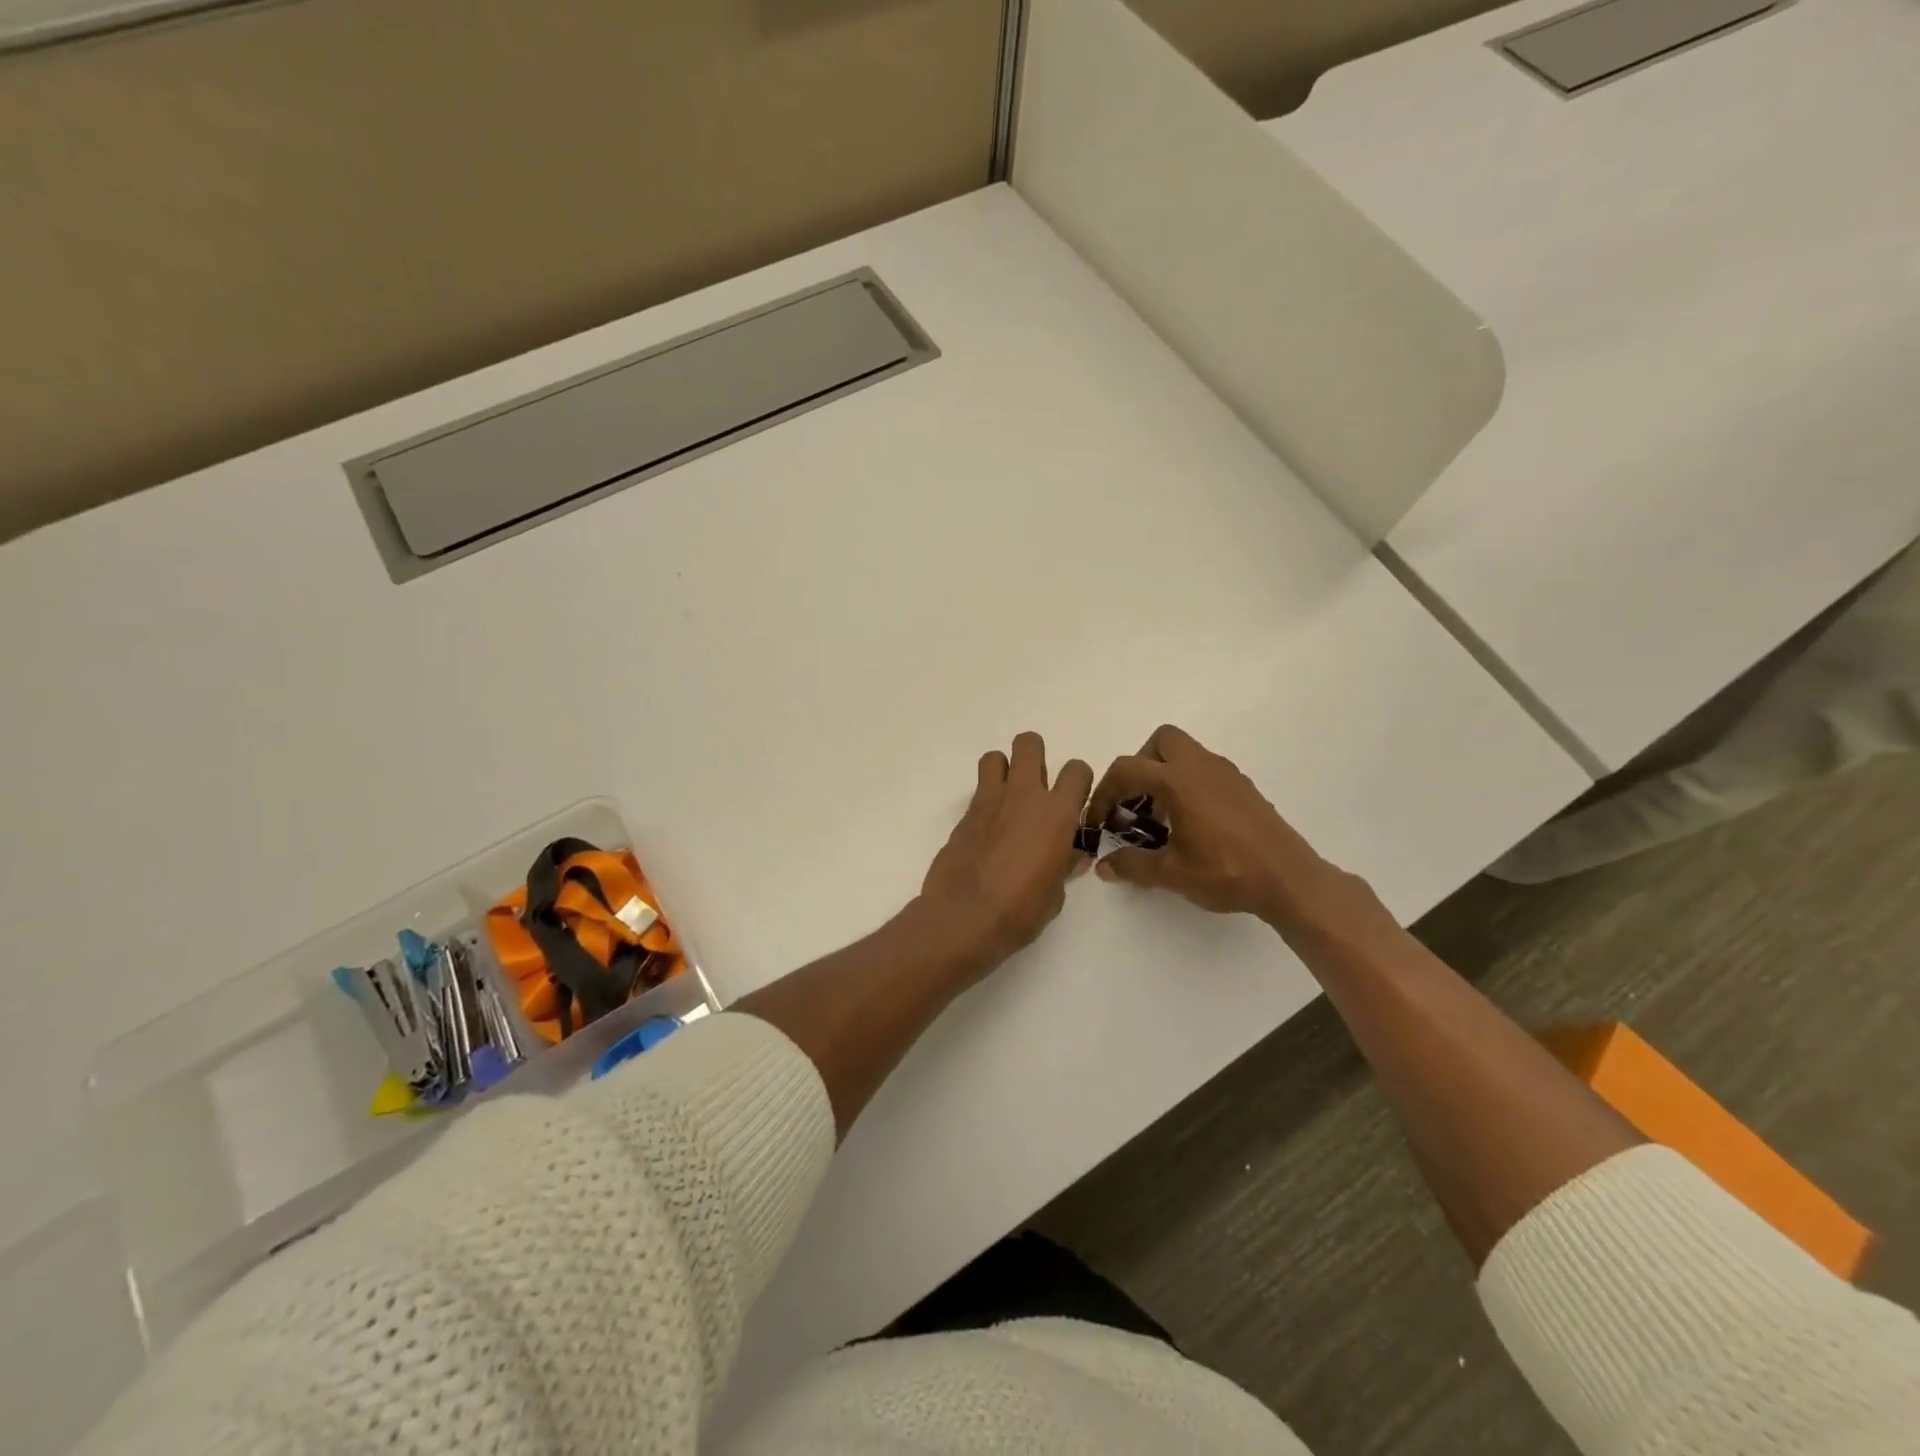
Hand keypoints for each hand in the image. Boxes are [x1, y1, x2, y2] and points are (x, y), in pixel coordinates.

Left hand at [919, 732, 1093, 973]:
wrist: (964, 917)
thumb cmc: (1020, 910)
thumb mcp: (1055, 894)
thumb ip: (1064, 866)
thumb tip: (1071, 857)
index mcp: (1057, 814)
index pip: (1077, 770)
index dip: (1078, 781)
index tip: (1074, 801)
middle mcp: (1024, 796)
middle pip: (1029, 743)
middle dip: (1035, 756)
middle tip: (1037, 785)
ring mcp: (990, 801)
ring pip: (995, 757)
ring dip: (1003, 770)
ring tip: (1007, 799)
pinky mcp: (964, 814)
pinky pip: (978, 791)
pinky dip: (986, 800)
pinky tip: (988, 828)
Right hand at [1088, 724, 1365, 929]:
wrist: (1289, 880)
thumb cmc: (1226, 872)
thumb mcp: (1171, 873)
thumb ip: (1132, 865)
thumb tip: (1103, 867)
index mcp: (1178, 781)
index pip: (1127, 770)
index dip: (1104, 793)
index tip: (1100, 821)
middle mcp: (1201, 766)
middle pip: (1161, 741)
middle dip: (1140, 765)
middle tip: (1135, 802)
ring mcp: (1226, 773)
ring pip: (1186, 752)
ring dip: (1165, 774)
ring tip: (1161, 817)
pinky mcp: (1243, 787)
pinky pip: (1205, 770)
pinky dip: (1188, 784)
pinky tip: (1191, 823)